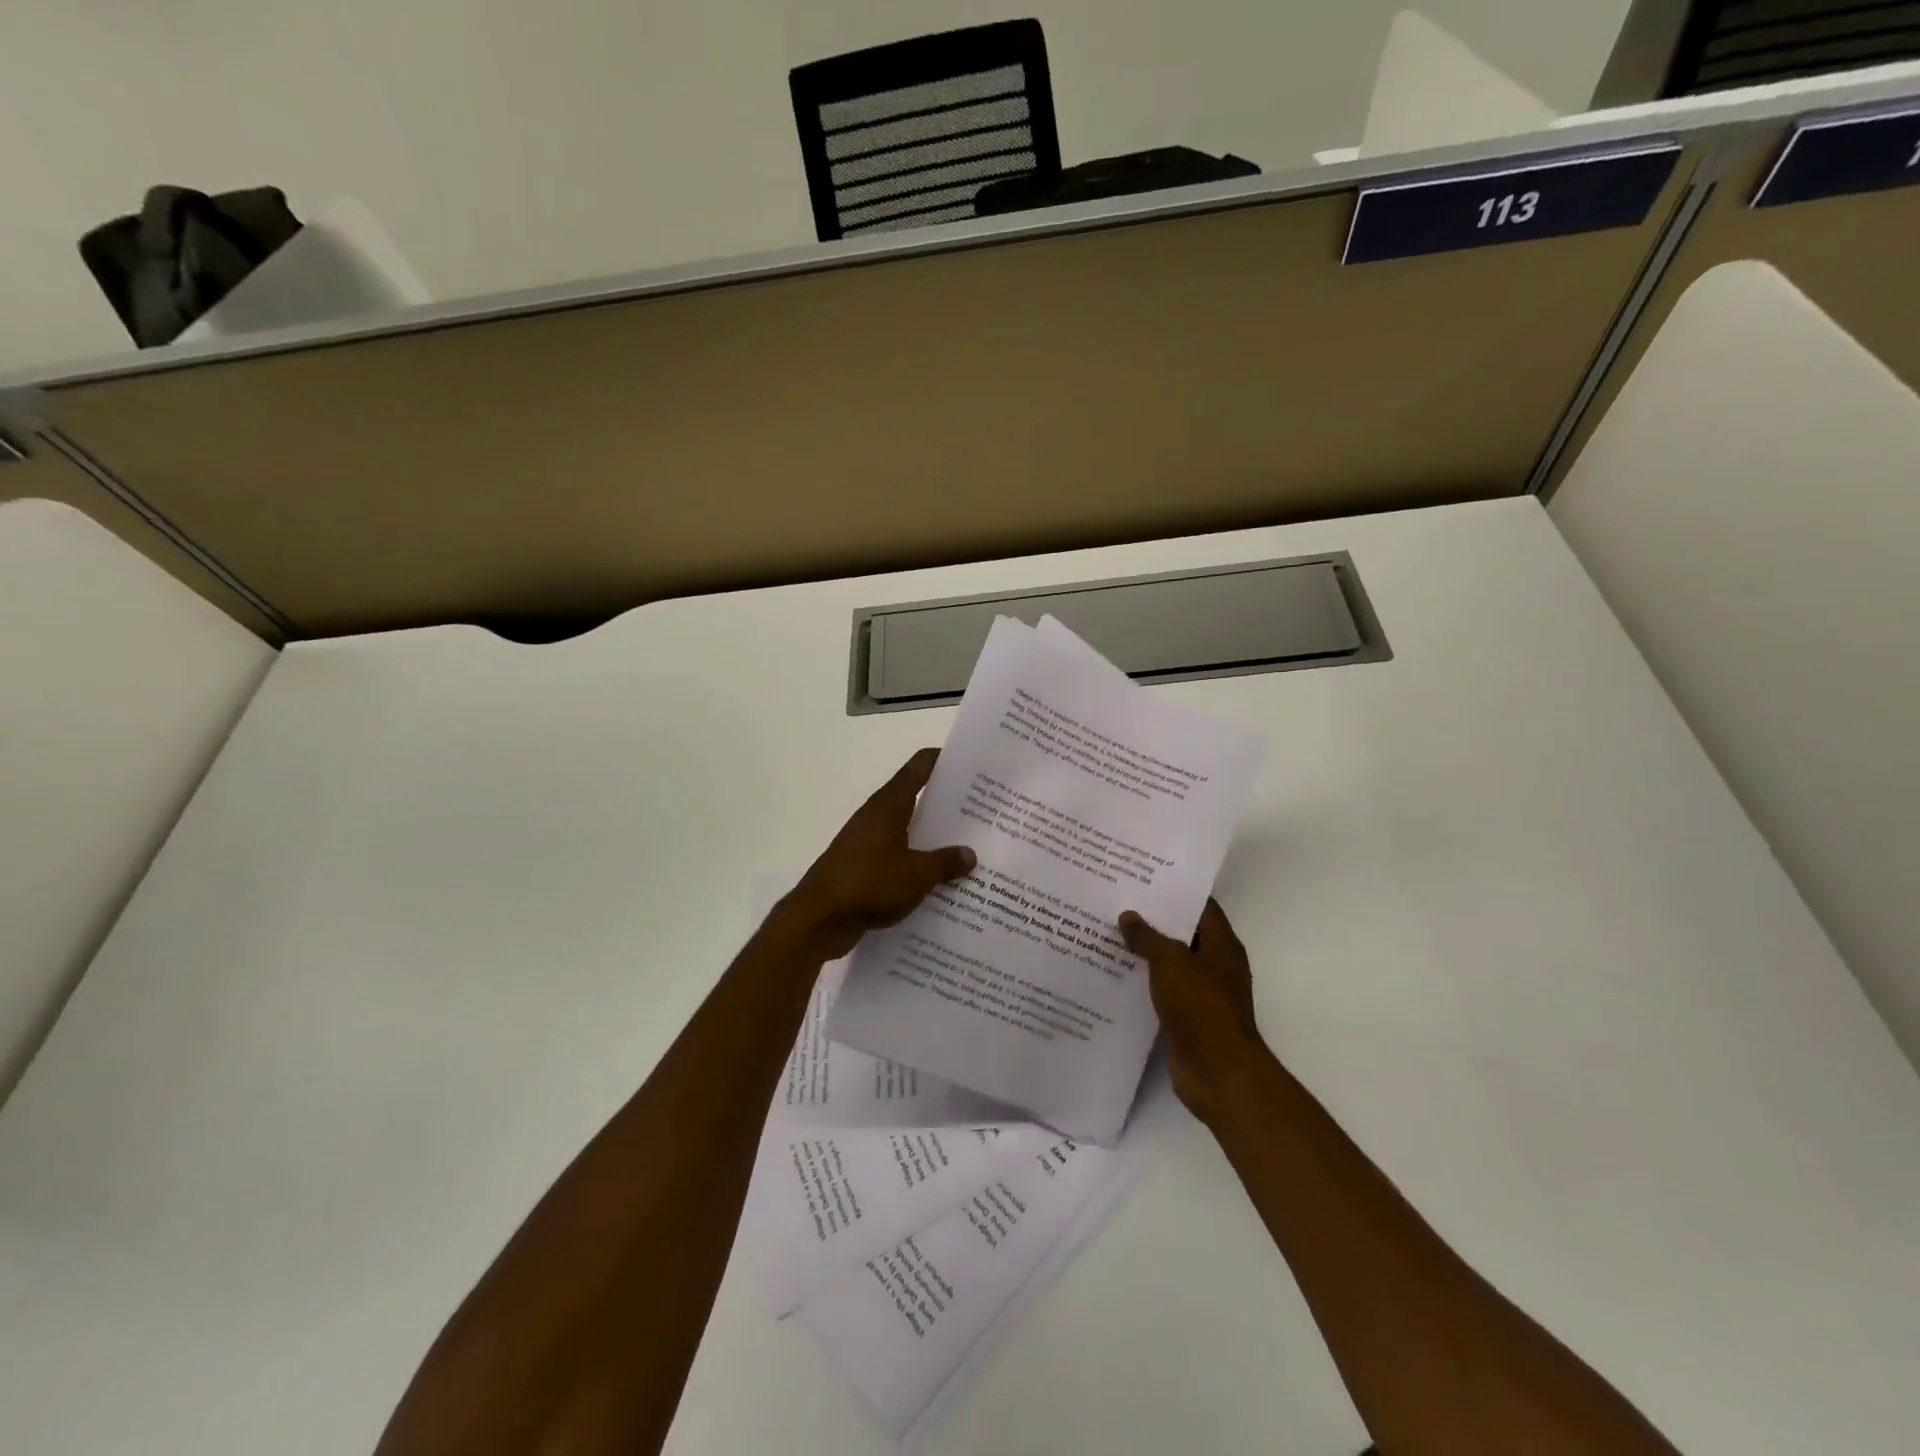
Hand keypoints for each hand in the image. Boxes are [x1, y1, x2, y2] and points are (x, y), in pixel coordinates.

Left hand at [785, 748, 976, 960]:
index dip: (944, 760)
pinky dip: (916, 862)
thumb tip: (970, 854)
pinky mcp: (862, 867)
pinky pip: (897, 856)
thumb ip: (945, 862)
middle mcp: (876, 816)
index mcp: (889, 805)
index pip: (918, 767)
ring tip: (967, 845)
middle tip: (982, 809)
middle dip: (946, 802)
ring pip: (907, 830)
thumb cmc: (868, 884)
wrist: (818, 919)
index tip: (971, 763)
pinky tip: (938, 880)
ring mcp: (866, 842)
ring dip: (932, 836)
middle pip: (915, 797)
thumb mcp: (916, 875)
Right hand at [1119, 900, 1265, 1122]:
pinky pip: (1161, 992)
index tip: (1145, 878)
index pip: (1202, 907)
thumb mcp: (1171, 962)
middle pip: (1183, 934)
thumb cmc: (1201, 1006)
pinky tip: (1114, 973)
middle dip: (1154, 921)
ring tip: (1109, 933)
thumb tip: (1128, 916)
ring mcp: (1201, 994)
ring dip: (1145, 953)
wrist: (1217, 1072)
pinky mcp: (1186, 1019)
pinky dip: (1142, 983)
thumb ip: (1148, 937)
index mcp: (1222, 946)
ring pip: (1170, 965)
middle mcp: (1215, 966)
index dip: (1177, 891)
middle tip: (1118, 902)